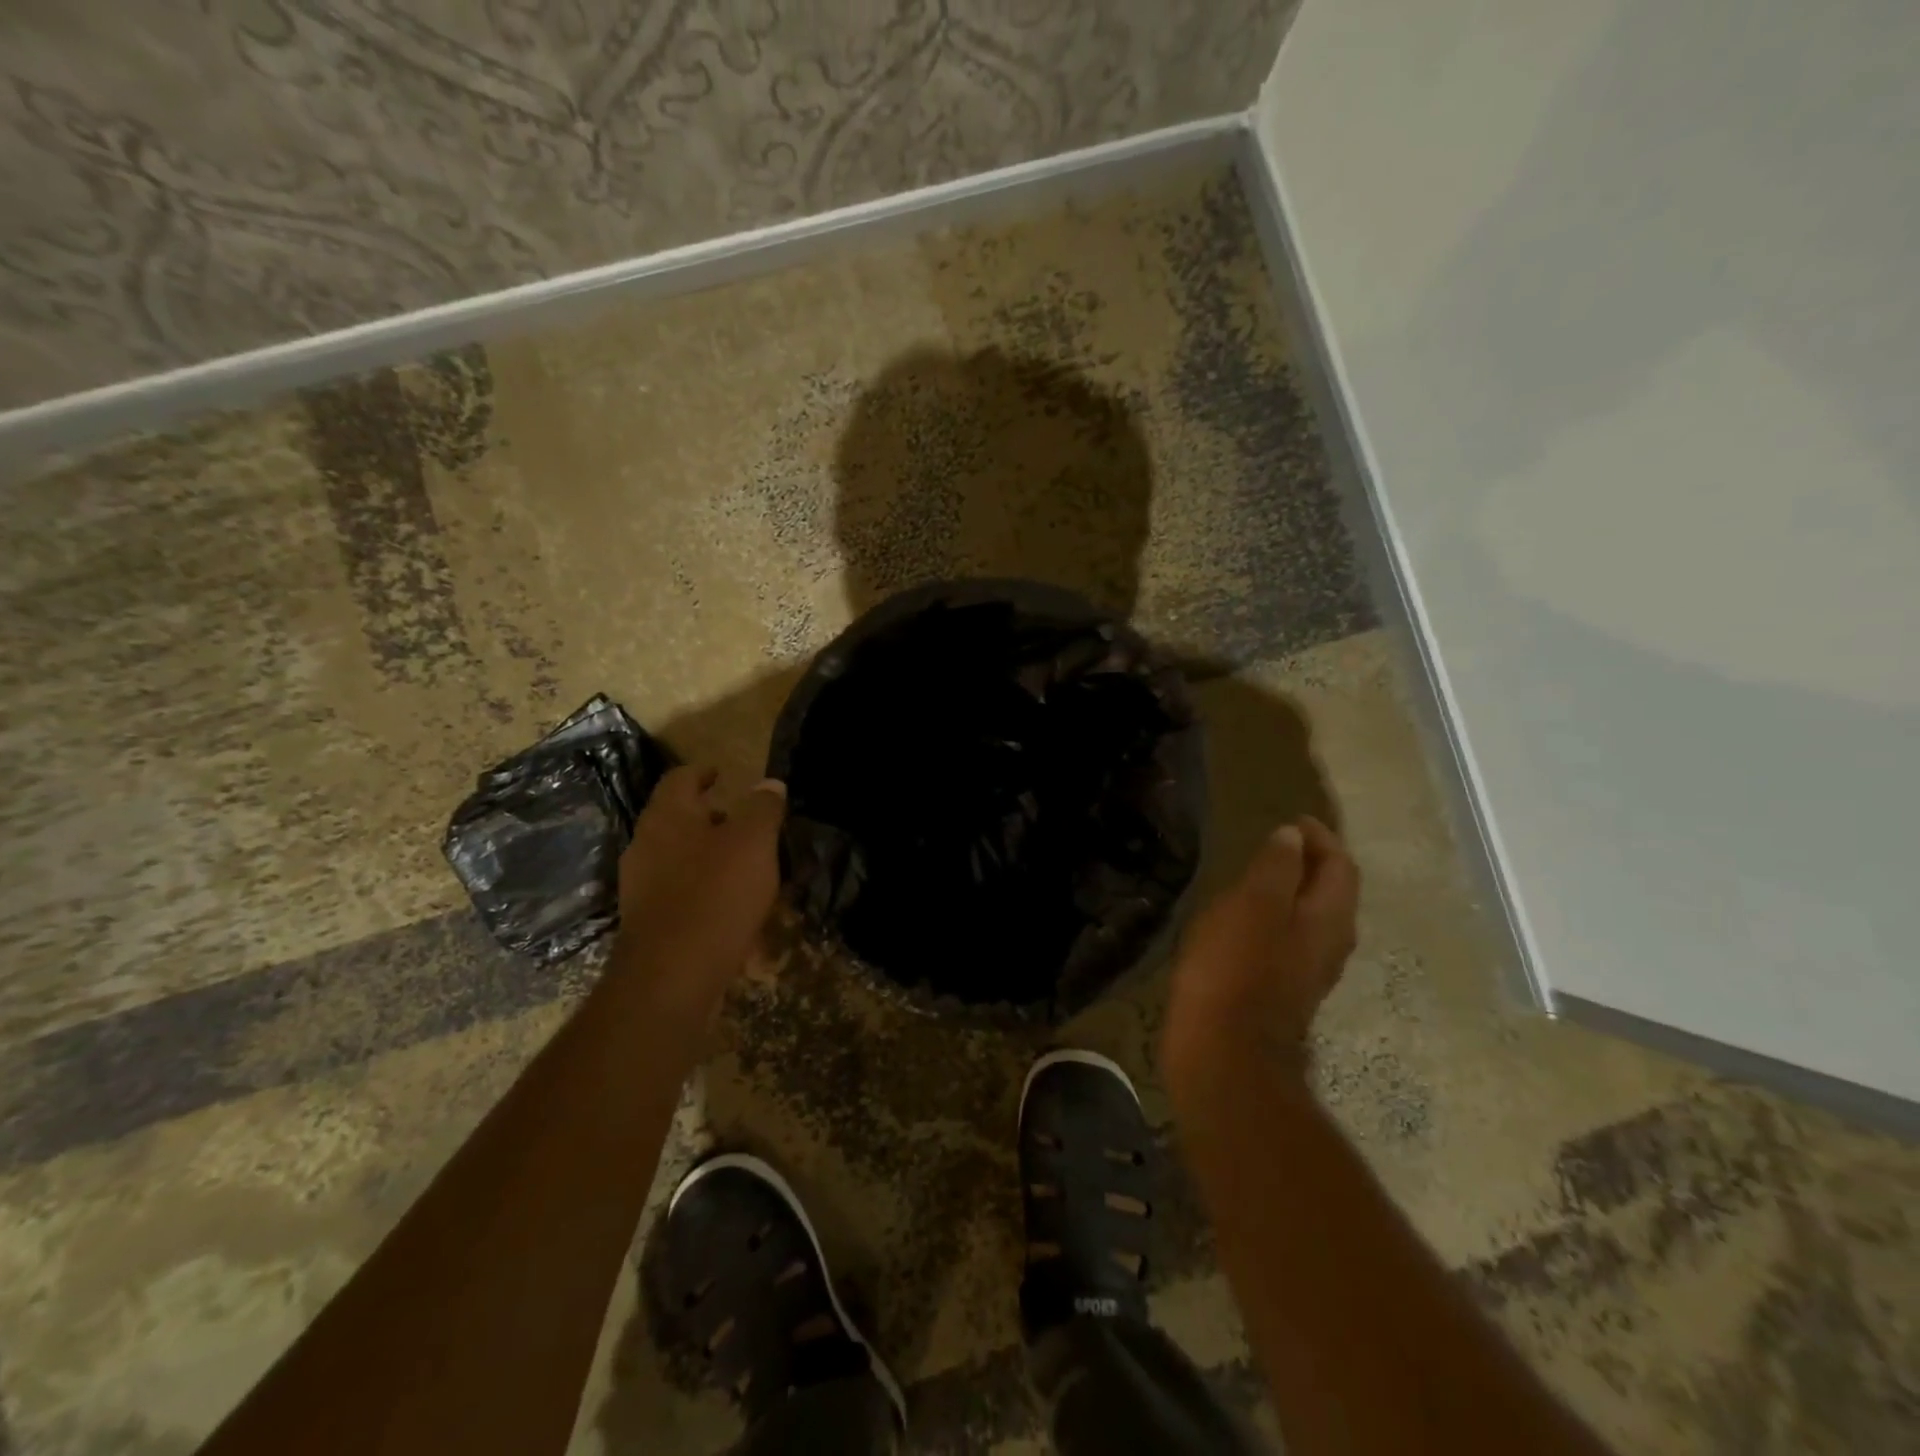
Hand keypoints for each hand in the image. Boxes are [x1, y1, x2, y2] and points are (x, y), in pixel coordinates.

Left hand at [611, 766, 786, 1021]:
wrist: (672, 977)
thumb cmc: (716, 894)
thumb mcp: (753, 842)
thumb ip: (763, 808)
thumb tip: (770, 784)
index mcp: (668, 817)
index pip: (680, 779)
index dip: (703, 772)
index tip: (721, 773)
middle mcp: (646, 847)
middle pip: (680, 821)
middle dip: (714, 821)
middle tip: (748, 825)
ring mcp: (643, 889)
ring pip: (683, 862)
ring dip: (714, 861)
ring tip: (752, 872)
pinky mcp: (650, 926)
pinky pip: (685, 900)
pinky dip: (710, 899)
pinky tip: (740, 917)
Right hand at [1161, 816, 1359, 1099]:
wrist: (1224, 1053)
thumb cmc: (1236, 970)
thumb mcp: (1253, 906)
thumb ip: (1276, 868)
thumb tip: (1292, 837)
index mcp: (1328, 918)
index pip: (1340, 865)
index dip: (1320, 838)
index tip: (1292, 820)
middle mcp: (1329, 944)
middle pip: (1332, 893)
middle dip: (1312, 863)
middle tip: (1279, 843)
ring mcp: (1307, 972)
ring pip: (1312, 919)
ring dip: (1294, 892)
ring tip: (1261, 876)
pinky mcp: (1281, 992)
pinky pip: (1289, 941)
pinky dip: (1276, 919)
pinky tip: (1246, 921)